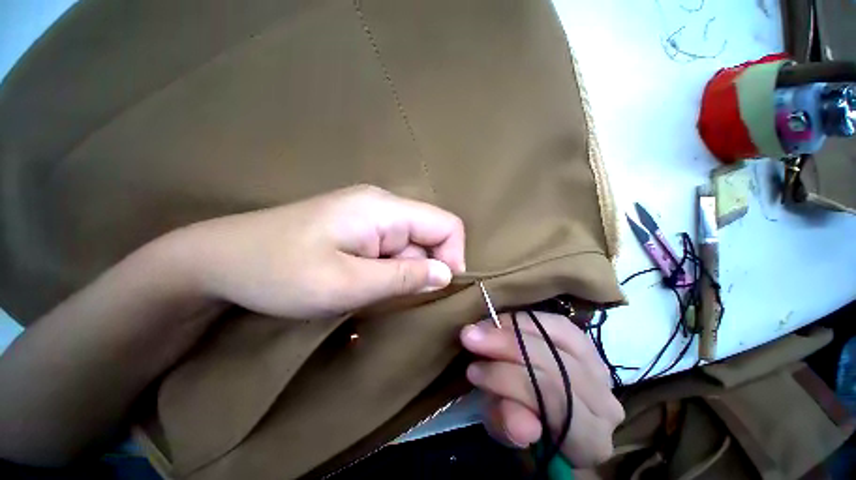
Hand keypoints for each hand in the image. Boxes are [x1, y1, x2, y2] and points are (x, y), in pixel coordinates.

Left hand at [173, 185, 465, 318]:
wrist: (220, 260)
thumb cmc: (279, 272)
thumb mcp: (346, 283)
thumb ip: (403, 278)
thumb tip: (447, 274)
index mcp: (385, 209)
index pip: (447, 224)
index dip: (453, 256)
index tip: (437, 288)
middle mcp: (383, 205)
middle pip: (430, 234)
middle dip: (424, 268)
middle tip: (396, 296)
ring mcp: (370, 215)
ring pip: (412, 244)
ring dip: (404, 272)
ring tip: (374, 291)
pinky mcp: (359, 227)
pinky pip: (393, 248)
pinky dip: (390, 269)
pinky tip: (366, 283)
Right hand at [460, 312, 623, 466]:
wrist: (550, 414)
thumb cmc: (526, 424)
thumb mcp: (510, 432)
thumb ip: (511, 427)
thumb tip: (521, 425)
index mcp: (589, 439)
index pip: (550, 400)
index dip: (509, 381)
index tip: (472, 369)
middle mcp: (605, 403)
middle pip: (555, 364)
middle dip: (507, 346)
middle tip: (471, 336)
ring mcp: (600, 370)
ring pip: (557, 338)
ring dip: (513, 328)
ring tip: (483, 326)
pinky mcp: (588, 345)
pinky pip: (559, 324)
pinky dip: (529, 319)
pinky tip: (505, 320)